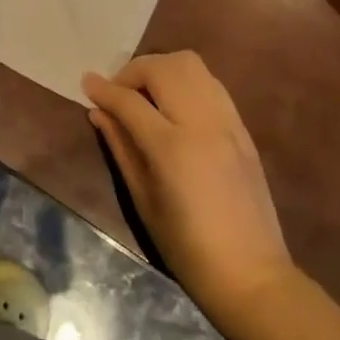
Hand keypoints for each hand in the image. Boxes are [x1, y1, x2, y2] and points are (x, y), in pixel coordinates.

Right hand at [83, 52, 292, 315]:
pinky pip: (210, 82)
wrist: (252, 275)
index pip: (130, 101)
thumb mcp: (143, 201)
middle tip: (119, 93)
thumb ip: (120, 148)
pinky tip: (175, 103)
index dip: (104, 89)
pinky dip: (186, 80)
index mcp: (172, 148)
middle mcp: (201, 123)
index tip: (87, 83)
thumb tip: (99, 112)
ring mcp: (226, 121)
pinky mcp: (242, 127)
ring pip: (190, 64)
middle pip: (162, 68)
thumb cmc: (187, 248)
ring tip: (147, 92)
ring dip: (161, 69)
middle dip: (132, 71)